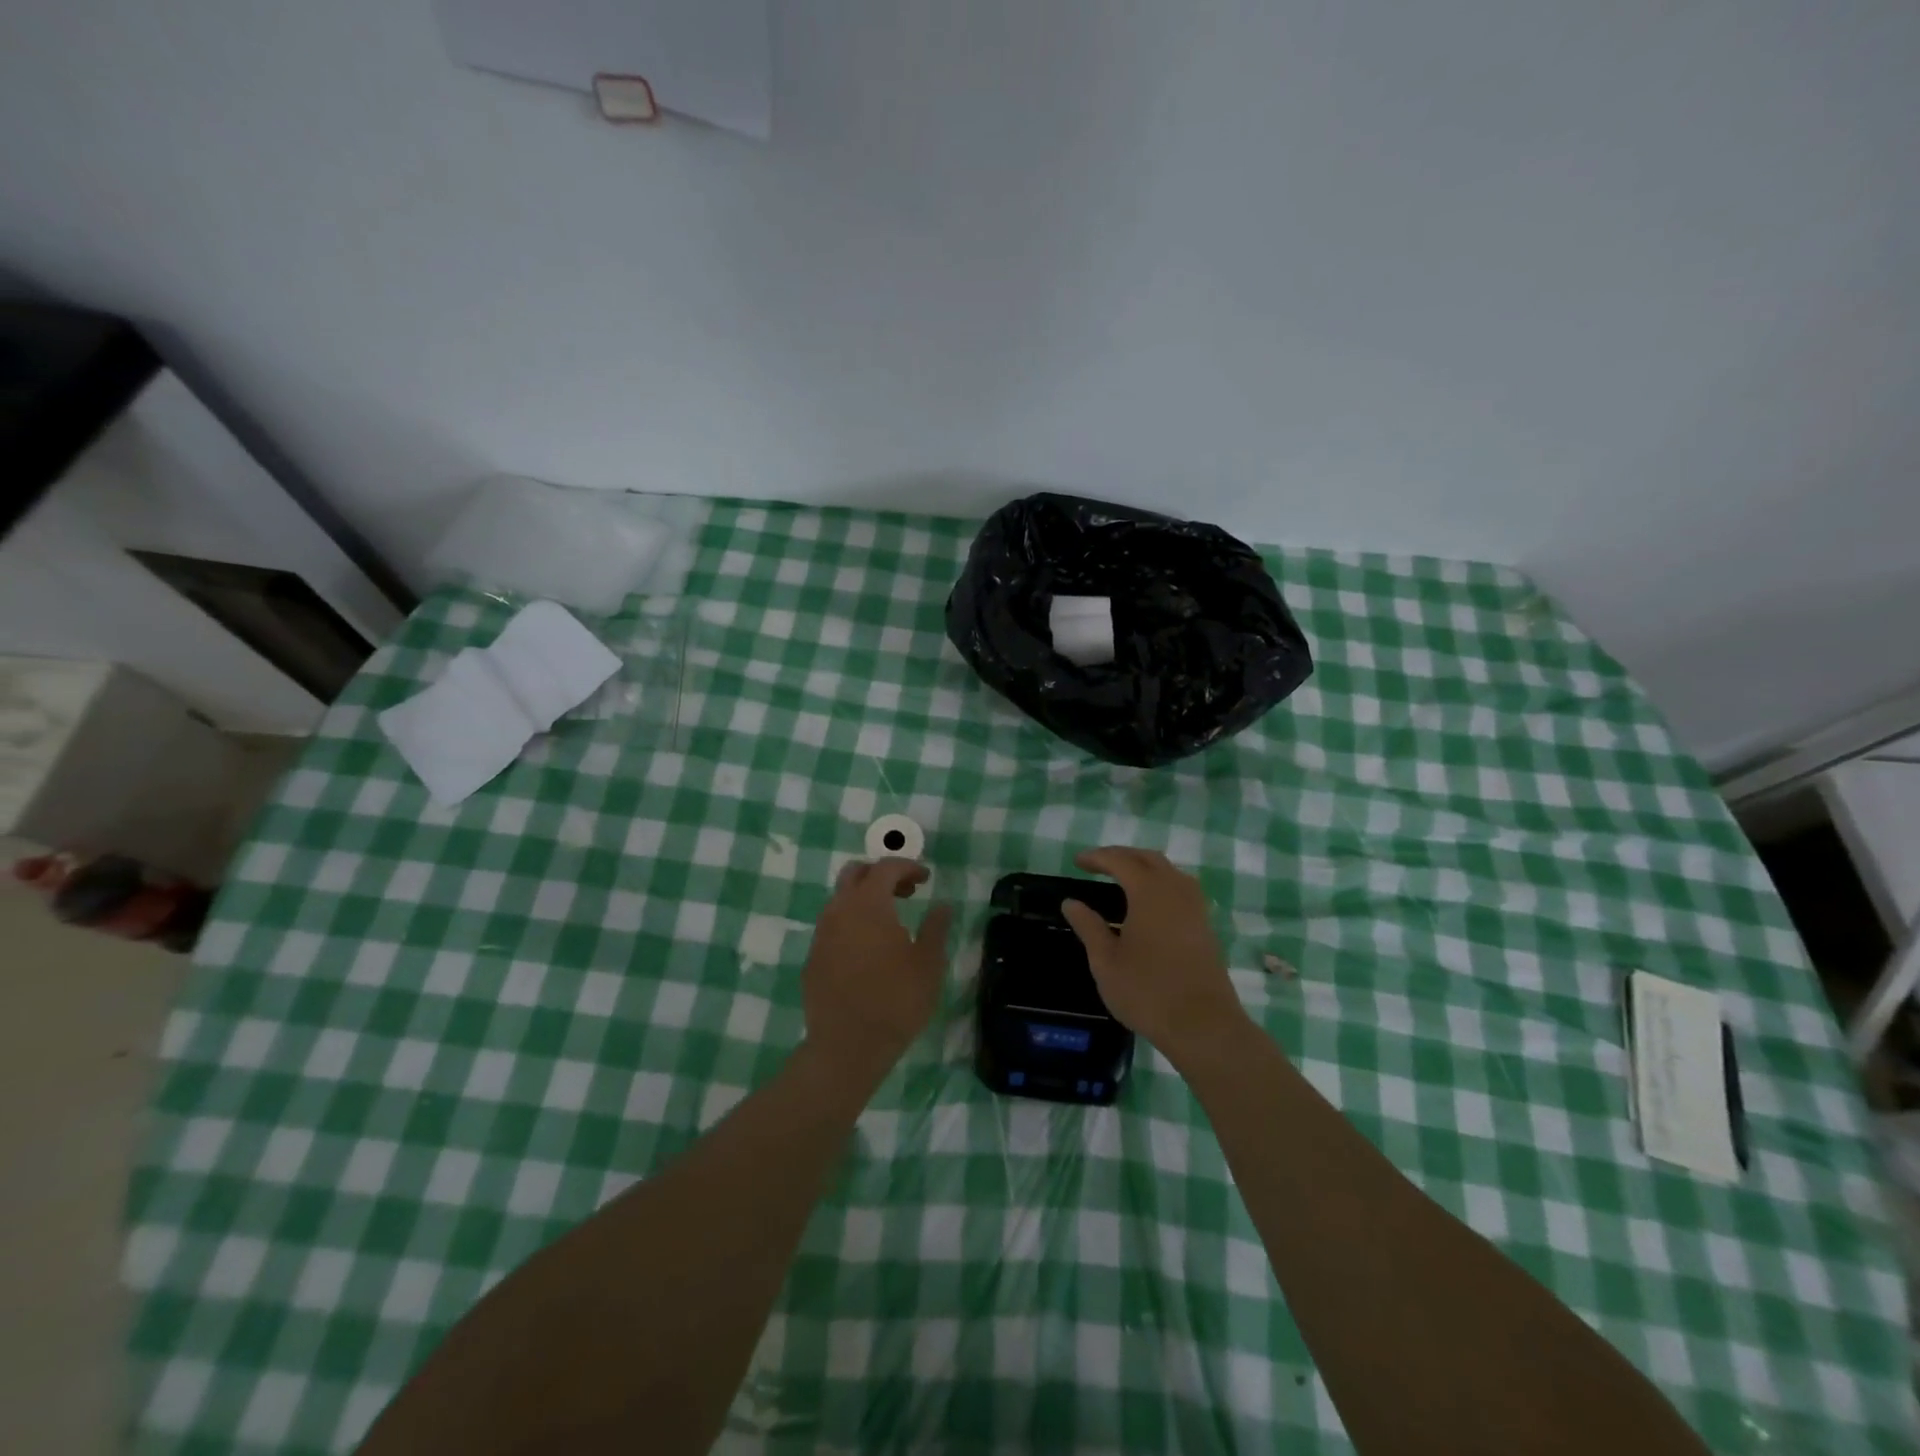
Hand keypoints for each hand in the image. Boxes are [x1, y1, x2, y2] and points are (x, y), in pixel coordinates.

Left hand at [801, 859, 952, 1081]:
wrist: (847, 1047)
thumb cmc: (896, 1001)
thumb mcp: (928, 964)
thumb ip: (936, 928)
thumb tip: (942, 905)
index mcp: (869, 904)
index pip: (886, 867)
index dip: (908, 867)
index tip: (925, 879)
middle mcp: (839, 910)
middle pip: (854, 873)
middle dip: (880, 875)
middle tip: (905, 892)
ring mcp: (821, 935)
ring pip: (840, 900)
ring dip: (863, 899)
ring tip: (889, 923)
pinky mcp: (812, 958)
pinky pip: (832, 927)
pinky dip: (851, 925)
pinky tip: (868, 951)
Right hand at [1060, 847, 1245, 1058]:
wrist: (1203, 1025)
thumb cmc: (1147, 991)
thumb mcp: (1105, 961)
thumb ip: (1088, 927)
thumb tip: (1071, 902)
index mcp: (1149, 892)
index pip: (1120, 861)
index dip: (1097, 857)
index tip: (1078, 861)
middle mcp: (1176, 891)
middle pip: (1149, 859)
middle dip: (1122, 856)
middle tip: (1098, 864)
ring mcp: (1196, 908)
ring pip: (1170, 872)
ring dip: (1145, 867)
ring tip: (1123, 879)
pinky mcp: (1206, 926)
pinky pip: (1182, 889)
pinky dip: (1161, 884)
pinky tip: (1150, 904)